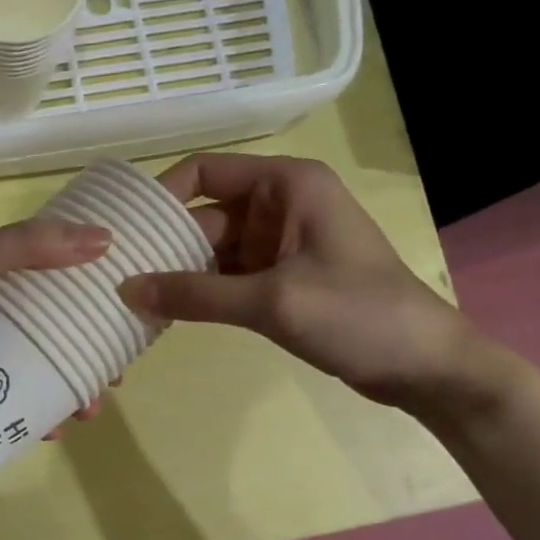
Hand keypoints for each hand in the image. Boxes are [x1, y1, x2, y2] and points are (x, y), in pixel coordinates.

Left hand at [0, 219, 112, 403]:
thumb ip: (27, 246)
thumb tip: (104, 239)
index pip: (49, 282)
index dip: (86, 300)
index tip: (119, 322)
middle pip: (43, 333)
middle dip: (79, 356)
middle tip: (106, 380)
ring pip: (24, 372)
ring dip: (58, 391)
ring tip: (83, 413)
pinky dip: (22, 416)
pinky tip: (44, 433)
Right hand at [118, 153, 480, 409]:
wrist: (425, 368)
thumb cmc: (358, 315)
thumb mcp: (273, 301)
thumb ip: (196, 295)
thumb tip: (126, 291)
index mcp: (286, 186)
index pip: (206, 171)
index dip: (162, 195)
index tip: (124, 230)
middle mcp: (278, 206)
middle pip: (204, 215)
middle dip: (164, 244)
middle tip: (114, 273)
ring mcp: (278, 245)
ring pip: (211, 250)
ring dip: (178, 273)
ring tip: (129, 297)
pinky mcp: (279, 279)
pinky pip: (225, 277)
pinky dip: (199, 293)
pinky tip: (165, 313)